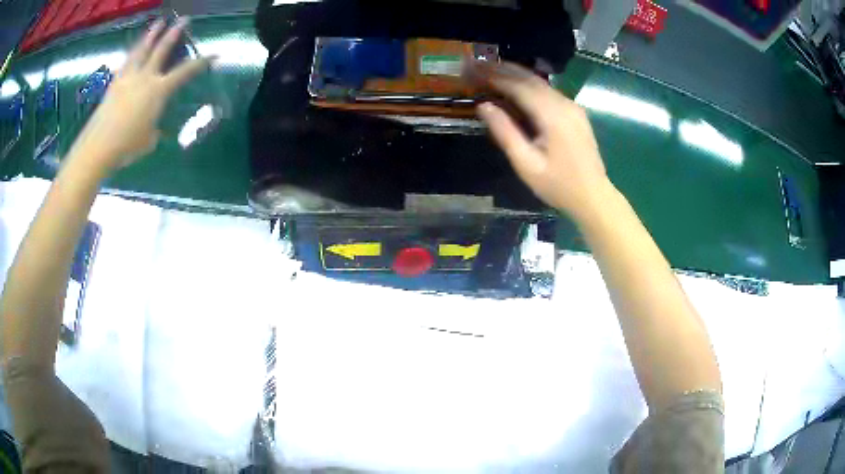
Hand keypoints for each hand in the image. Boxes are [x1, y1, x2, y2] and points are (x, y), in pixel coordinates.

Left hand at [73, 18, 211, 171]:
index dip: (201, 62)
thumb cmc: (127, 146)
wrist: (99, 147)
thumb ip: (154, 127)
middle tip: (183, 20)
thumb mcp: (149, 139)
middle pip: (162, 49)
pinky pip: (125, 63)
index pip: (185, 72)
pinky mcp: (114, 84)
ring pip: (142, 49)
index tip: (214, 54)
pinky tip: (133, 50)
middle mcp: (145, 77)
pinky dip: (132, 54)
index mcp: (159, 90)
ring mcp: (128, 78)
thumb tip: (153, 125)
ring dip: (151, 34)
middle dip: (174, 33)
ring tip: (158, 23)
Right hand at [472, 61, 611, 219]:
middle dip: (502, 69)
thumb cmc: (558, 186)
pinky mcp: (575, 112)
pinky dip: (527, 84)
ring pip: (540, 82)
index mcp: (553, 116)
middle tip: (476, 64)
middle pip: (530, 78)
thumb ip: (505, 132)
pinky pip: (548, 91)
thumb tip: (483, 106)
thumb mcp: (526, 164)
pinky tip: (514, 85)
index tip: (471, 69)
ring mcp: (572, 106)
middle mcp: (564, 104)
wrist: (594, 196)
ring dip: (514, 74)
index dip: (493, 76)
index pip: (519, 86)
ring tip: (489, 70)